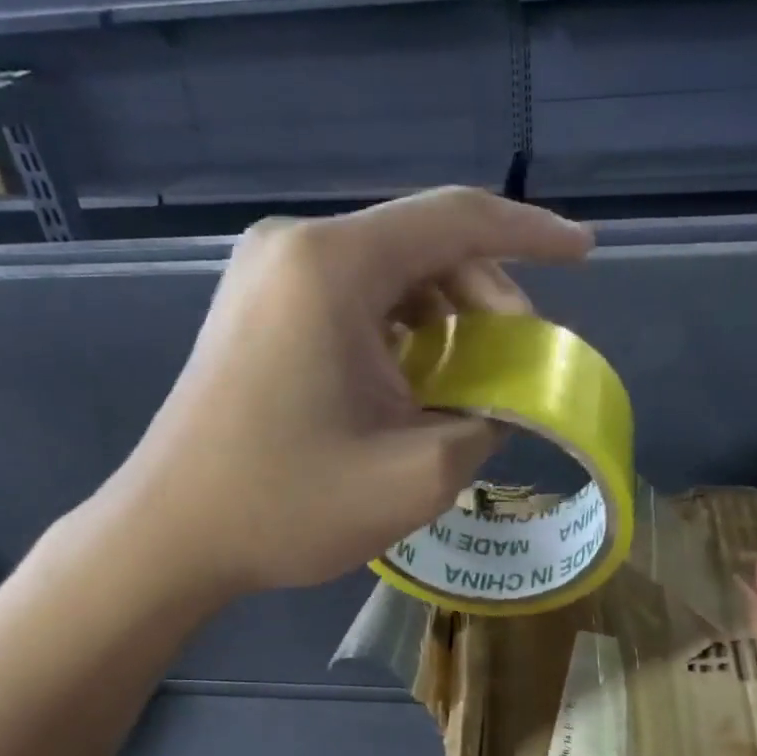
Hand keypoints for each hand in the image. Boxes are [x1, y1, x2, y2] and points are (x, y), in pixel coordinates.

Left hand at [112, 189, 591, 596]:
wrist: (170, 535)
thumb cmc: (287, 505)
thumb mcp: (417, 475)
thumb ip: (488, 421)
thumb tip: (504, 398)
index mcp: (332, 266)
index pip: (457, 220)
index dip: (532, 233)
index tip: (586, 255)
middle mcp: (295, 247)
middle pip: (423, 247)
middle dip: (486, 299)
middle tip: (517, 365)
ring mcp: (268, 274)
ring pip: (390, 275)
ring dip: (444, 321)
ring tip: (466, 385)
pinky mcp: (257, 307)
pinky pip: (353, 298)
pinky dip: (400, 332)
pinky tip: (412, 383)